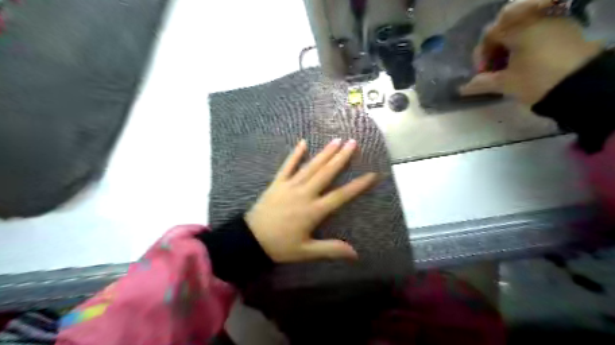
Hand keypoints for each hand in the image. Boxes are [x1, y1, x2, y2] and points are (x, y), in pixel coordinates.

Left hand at [245, 138, 380, 261]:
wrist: (250, 239)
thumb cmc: (280, 246)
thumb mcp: (306, 251)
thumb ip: (331, 249)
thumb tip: (355, 254)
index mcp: (313, 211)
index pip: (341, 195)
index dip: (358, 185)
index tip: (372, 174)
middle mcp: (304, 194)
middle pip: (326, 173)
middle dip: (341, 158)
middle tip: (353, 143)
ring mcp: (290, 186)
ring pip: (310, 166)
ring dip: (324, 153)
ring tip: (336, 140)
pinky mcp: (277, 183)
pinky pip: (287, 166)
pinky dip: (295, 154)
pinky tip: (302, 142)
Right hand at [461, 0, 601, 104]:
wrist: (583, 85)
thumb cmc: (537, 81)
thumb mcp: (505, 83)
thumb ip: (481, 83)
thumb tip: (462, 89)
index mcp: (520, 28)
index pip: (490, 34)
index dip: (481, 54)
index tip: (480, 73)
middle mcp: (537, 19)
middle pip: (507, 27)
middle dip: (495, 47)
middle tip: (492, 67)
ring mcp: (554, 22)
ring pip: (523, 28)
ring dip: (510, 46)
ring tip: (507, 67)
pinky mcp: (567, 31)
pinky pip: (539, 31)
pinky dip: (526, 44)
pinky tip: (524, 62)